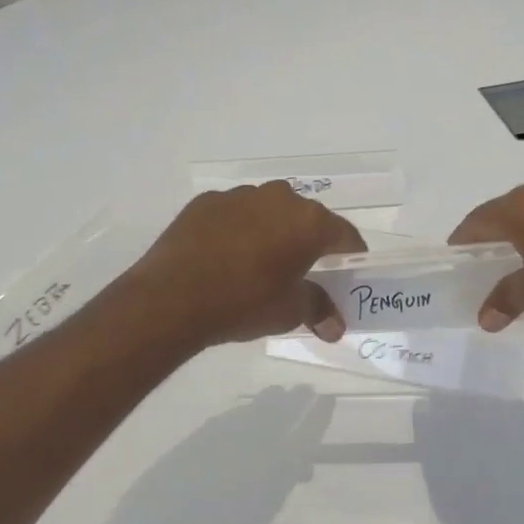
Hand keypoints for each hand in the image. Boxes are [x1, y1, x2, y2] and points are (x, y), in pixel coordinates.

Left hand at [126, 182, 365, 347]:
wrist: (172, 298)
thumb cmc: (244, 303)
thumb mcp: (289, 312)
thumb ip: (318, 309)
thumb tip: (335, 327)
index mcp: (309, 222)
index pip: (344, 234)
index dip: (350, 254)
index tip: (348, 271)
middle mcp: (279, 198)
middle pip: (306, 218)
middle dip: (309, 241)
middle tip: (304, 269)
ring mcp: (240, 196)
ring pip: (269, 211)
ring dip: (272, 230)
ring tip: (261, 262)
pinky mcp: (206, 202)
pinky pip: (235, 214)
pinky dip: (238, 229)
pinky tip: (226, 256)